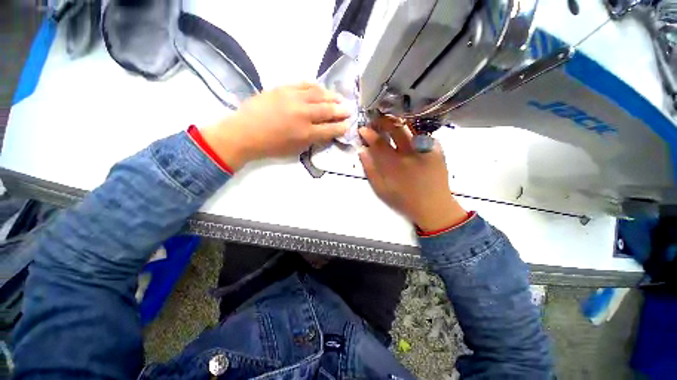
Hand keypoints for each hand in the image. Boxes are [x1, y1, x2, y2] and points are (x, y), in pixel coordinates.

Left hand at [200, 83, 349, 170]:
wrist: (245, 132)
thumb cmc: (271, 146)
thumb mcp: (296, 149)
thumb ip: (312, 140)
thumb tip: (325, 132)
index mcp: (306, 133)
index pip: (331, 129)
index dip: (341, 127)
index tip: (348, 125)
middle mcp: (303, 114)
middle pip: (328, 110)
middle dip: (341, 111)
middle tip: (349, 110)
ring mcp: (293, 98)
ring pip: (318, 94)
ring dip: (331, 96)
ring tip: (339, 98)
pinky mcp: (283, 88)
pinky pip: (304, 85)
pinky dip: (315, 87)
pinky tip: (321, 89)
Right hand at [358, 117, 467, 231]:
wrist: (433, 206)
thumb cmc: (403, 200)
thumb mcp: (381, 189)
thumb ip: (370, 170)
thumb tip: (362, 151)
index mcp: (393, 164)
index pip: (378, 142)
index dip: (369, 134)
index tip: (363, 129)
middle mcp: (409, 153)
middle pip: (395, 129)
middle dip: (384, 121)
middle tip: (377, 120)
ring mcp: (425, 150)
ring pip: (410, 128)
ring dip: (398, 123)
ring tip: (391, 123)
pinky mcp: (437, 150)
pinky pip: (424, 134)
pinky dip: (414, 131)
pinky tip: (409, 133)